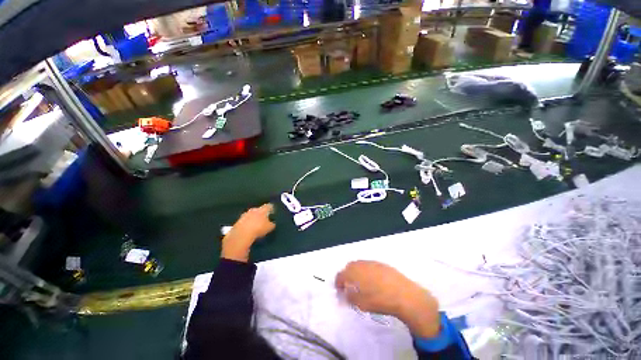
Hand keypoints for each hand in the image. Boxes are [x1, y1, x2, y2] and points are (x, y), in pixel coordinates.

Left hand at [221, 203, 274, 261]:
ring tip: (256, 224)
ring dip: (254, 218)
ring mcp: (245, 214)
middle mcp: (253, 209)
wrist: (241, 235)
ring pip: (251, 214)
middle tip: (265, 218)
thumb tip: (273, 223)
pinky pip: (245, 220)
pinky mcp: (238, 221)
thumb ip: (272, 224)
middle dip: (262, 213)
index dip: (272, 209)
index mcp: (262, 210)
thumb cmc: (258, 229)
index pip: (269, 206)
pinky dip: (247, 223)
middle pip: (259, 209)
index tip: (273, 211)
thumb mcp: (270, 228)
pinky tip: (249, 229)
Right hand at [335, 261, 440, 337]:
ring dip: (356, 272)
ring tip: (361, 283)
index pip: (341, 275)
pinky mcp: (382, 264)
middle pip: (349, 266)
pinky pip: (369, 265)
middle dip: (347, 275)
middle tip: (349, 286)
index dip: (338, 282)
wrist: (404, 295)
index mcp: (355, 273)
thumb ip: (350, 297)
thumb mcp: (362, 304)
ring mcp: (372, 263)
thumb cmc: (380, 301)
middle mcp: (362, 265)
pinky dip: (366, 271)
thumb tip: (346, 293)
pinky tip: (373, 281)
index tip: (339, 290)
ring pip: (360, 264)